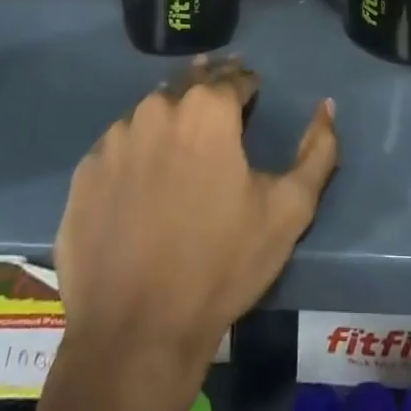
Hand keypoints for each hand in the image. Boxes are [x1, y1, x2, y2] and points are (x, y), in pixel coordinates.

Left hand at [54, 57, 337, 377]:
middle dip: (208, 89)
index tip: (252, 96)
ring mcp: (114, 139)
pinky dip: (136, 152)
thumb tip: (326, 106)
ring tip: (182, 147)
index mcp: (207, 109)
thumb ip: (318, 151)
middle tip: (219, 109)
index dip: (248, 85)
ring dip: (170, 119)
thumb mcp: (290, 210)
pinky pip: (118, 147)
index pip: (234, 77)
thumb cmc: (222, 265)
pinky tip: (143, 181)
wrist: (135, 333)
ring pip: (151, 112)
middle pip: (189, 84)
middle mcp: (158, 108)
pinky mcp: (84, 171)